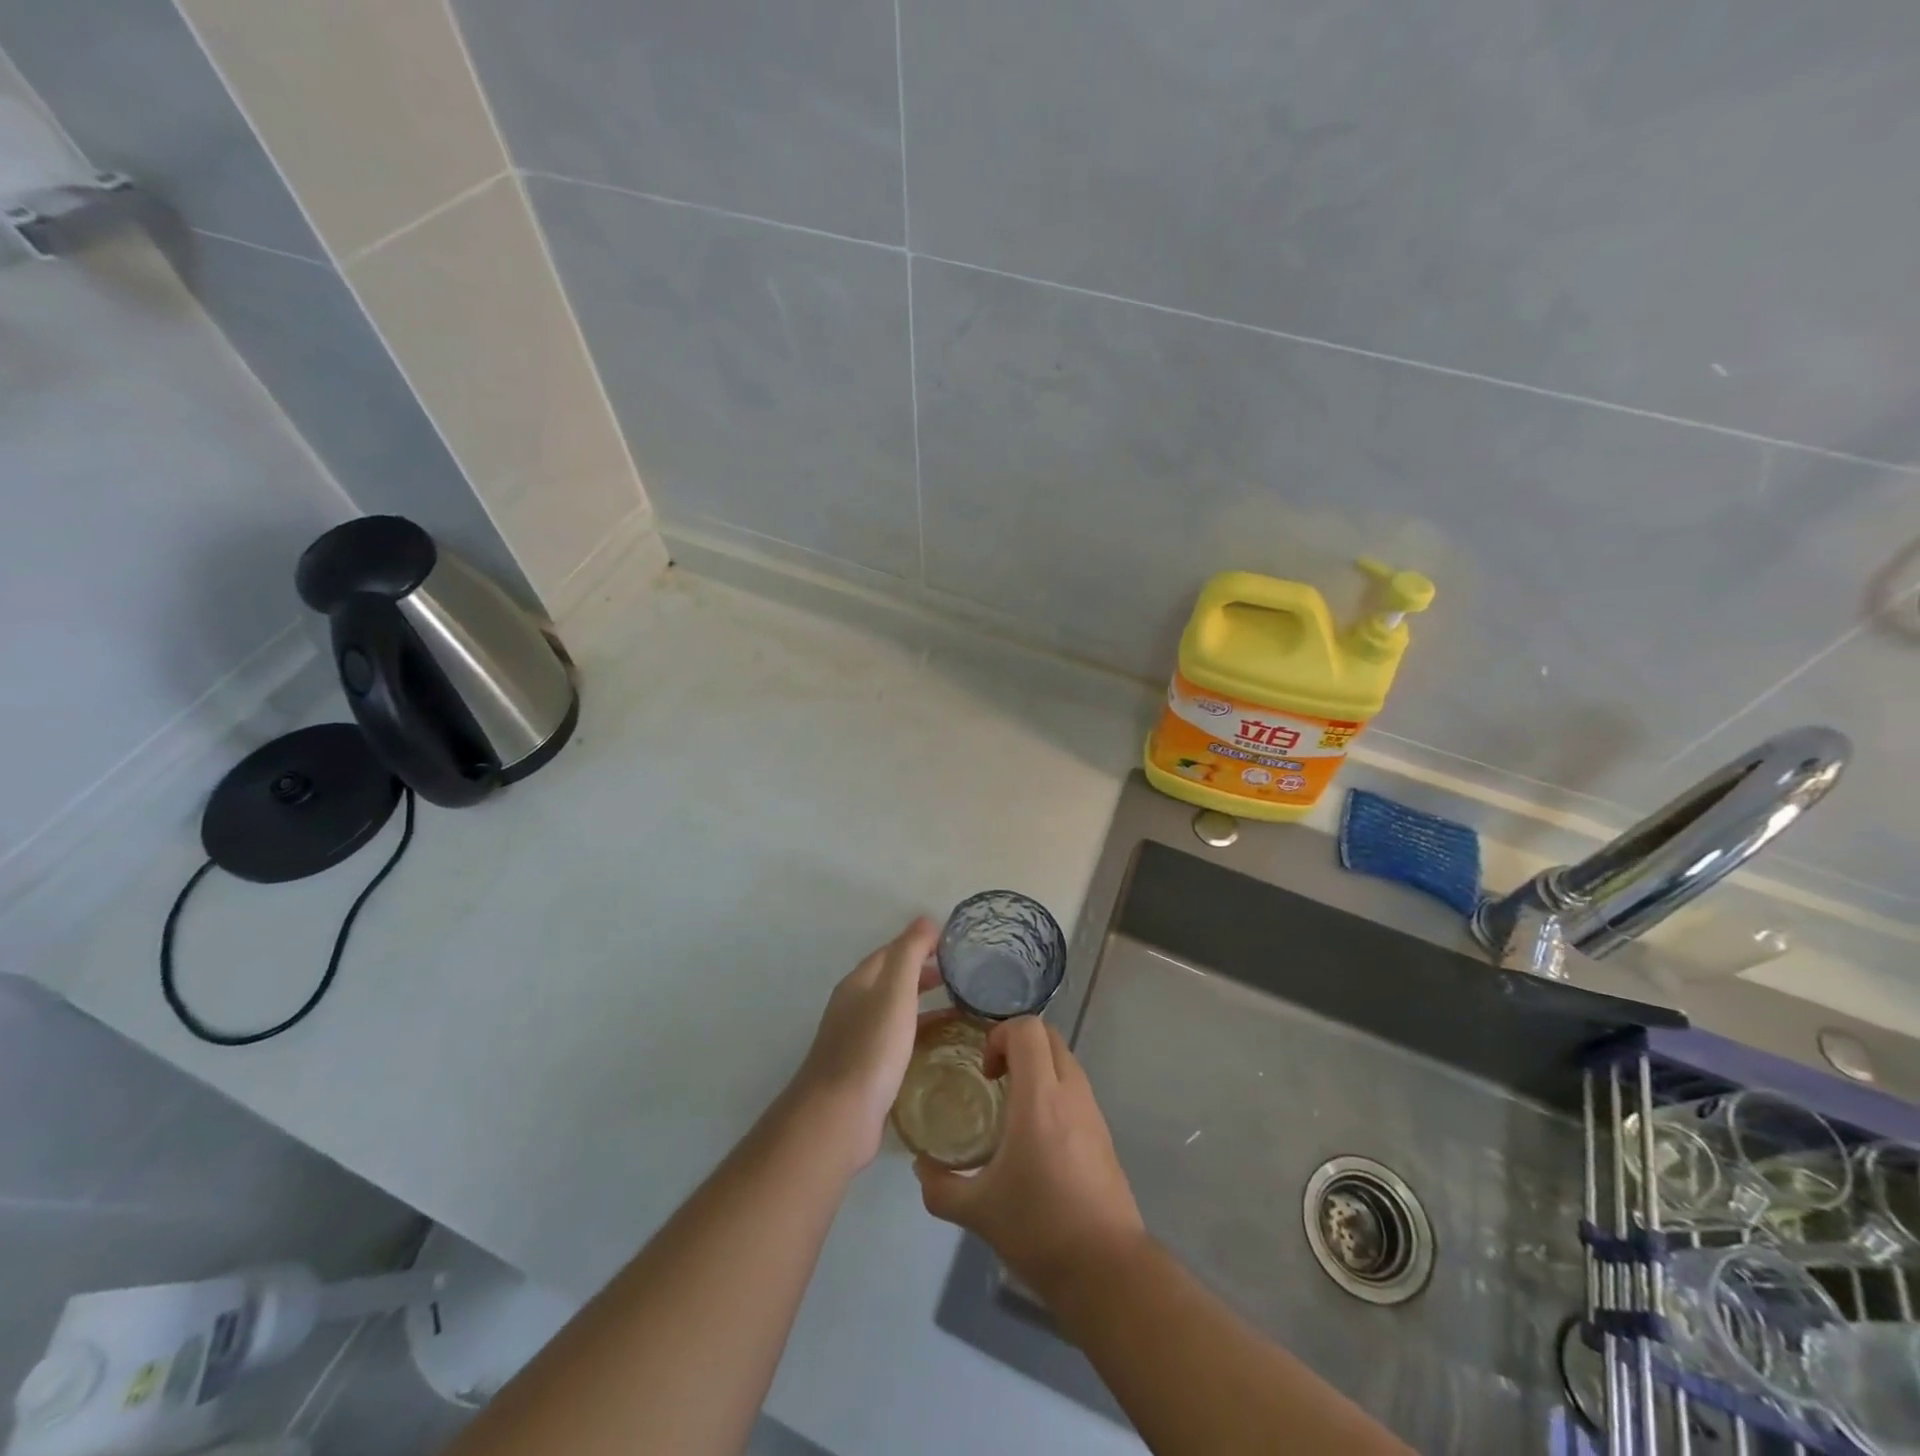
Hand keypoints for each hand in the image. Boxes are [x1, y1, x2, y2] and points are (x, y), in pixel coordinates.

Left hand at [787, 918, 940, 1171]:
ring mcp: (858, 1038)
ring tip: (960, 1006)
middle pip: (892, 978)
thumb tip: (925, 919)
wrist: (839, 1115)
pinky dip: (919, 1031)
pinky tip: (940, 1044)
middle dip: (924, 971)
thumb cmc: (871, 1047)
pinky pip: (897, 1038)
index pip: (892, 950)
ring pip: (895, 1009)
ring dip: (923, 1002)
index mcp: (859, 982)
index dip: (920, 943)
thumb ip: (909, 953)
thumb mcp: (895, 991)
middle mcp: (854, 1005)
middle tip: (962, 974)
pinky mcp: (866, 1068)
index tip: (955, 944)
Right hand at [914, 1018, 1145, 1304]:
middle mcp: (1070, 1092)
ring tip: (1011, 1108)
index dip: (1000, 1035)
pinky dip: (1053, 1091)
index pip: (1027, 1029)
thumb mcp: (977, 1211)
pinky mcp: (1104, 1133)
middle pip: (1048, 1036)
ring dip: (1037, 1068)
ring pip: (1065, 1060)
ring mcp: (1092, 1111)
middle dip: (1017, 1044)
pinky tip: (1035, 1137)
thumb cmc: (1039, 1229)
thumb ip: (940, 1186)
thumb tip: (921, 1167)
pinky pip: (1075, 1089)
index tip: (984, 1072)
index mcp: (1040, 1097)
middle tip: (994, 1080)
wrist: (1107, 1270)